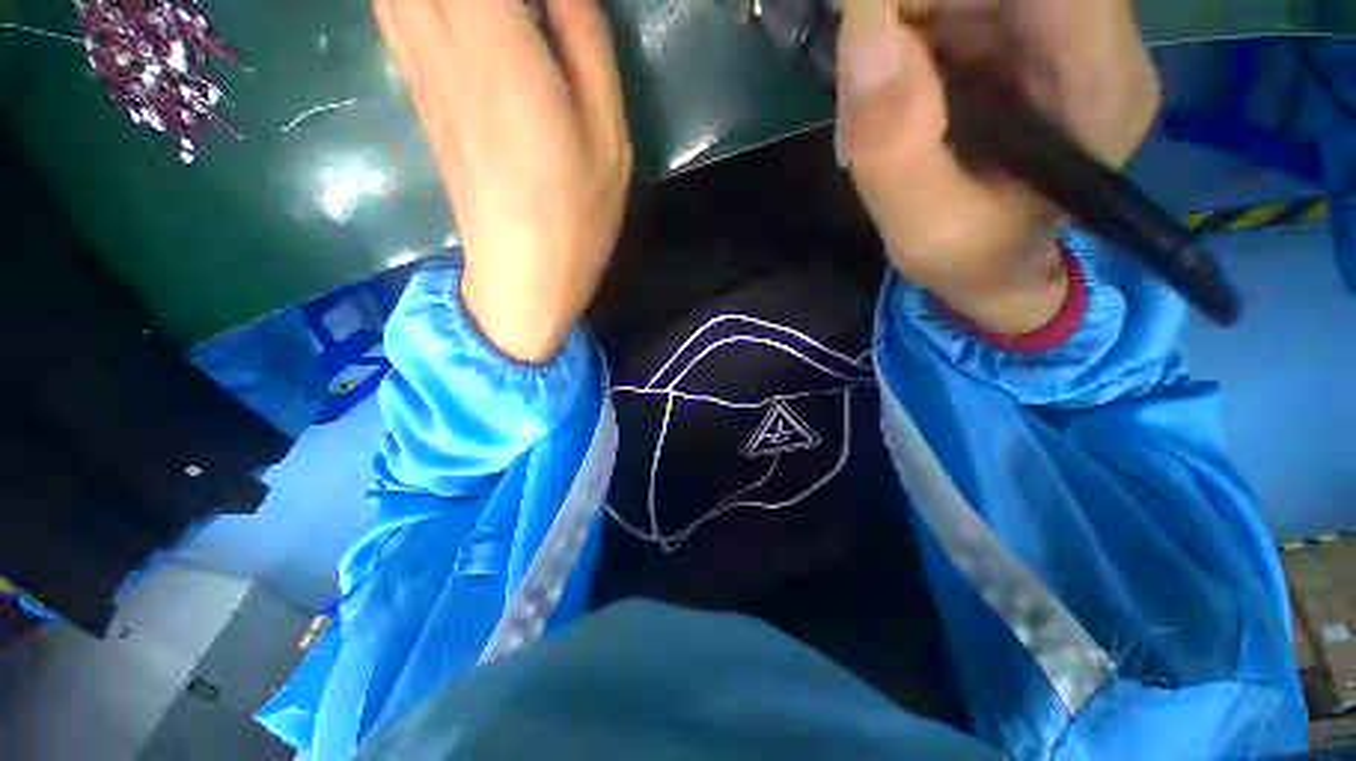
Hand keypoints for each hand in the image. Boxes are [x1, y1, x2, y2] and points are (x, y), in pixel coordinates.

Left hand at [375, 0, 631, 361]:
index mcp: (499, 49)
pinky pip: (393, 12)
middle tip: (522, 11)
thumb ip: (587, 46)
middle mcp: (443, 46)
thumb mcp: (607, 136)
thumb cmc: (577, 216)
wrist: (524, 277)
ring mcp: (421, 73)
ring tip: (495, 17)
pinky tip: (450, 14)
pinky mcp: (418, 97)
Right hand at [837, 0, 1159, 334]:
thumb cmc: (972, 260)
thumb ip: (893, 149)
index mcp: (1096, 87)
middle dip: (909, 8)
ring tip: (872, 103)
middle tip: (859, 76)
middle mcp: (1095, 40)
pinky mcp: (1023, 37)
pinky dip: (906, 34)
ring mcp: (1060, 33)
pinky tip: (890, 93)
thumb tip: (861, 32)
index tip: (868, 23)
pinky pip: (958, 3)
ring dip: (902, 23)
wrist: (995, 264)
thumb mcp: (924, 231)